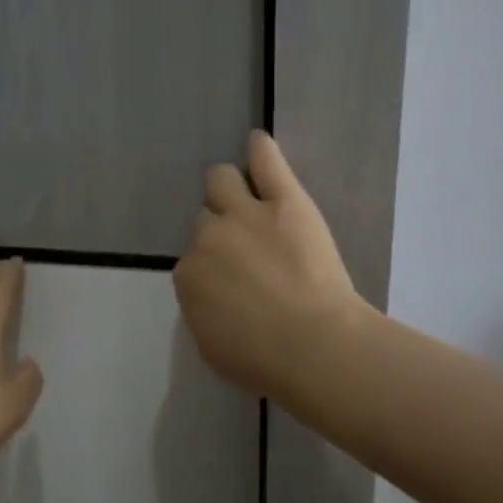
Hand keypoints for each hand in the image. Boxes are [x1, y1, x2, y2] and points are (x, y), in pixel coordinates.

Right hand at [173, 131, 365, 399]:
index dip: (213, 265)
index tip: (233, 277)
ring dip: (229, 190)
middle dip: (220, 229)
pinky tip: (258, 142)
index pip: (193, 259)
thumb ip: (202, 311)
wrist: (314, 347)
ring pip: (221, 181)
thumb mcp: (213, 346)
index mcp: (188, 277)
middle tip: (247, 248)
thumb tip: (207, 294)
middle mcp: (207, 237)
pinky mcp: (283, 200)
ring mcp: (245, 214)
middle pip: (205, 218)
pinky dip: (260, 150)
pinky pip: (265, 162)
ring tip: (248, 196)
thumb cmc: (264, 360)